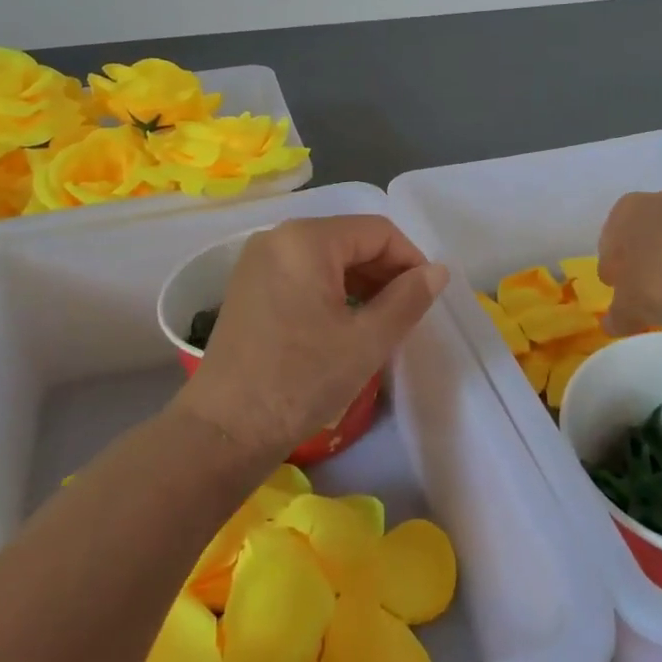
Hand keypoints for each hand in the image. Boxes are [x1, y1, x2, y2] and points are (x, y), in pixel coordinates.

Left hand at [176, 215, 449, 459]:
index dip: (410, 259)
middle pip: (350, 239)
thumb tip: (437, 271)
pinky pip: (303, 271)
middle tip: (406, 313)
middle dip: (385, 271)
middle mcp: (278, 237)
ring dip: (361, 281)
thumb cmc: (300, 380)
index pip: (377, 231)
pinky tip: (344, 323)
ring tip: (380, 321)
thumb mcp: (366, 341)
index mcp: (306, 239)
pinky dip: (332, 289)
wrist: (224, 430)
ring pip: (327, 256)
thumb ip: (408, 299)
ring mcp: (259, 260)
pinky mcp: (249, 284)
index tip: (426, 297)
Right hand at [597, 190, 661, 335]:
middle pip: (643, 235)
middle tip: (644, 292)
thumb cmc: (661, 283)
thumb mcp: (628, 309)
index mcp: (627, 210)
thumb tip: (611, 323)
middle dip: (642, 261)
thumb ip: (616, 315)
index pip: (610, 241)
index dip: (612, 268)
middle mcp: (660, 201)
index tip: (618, 290)